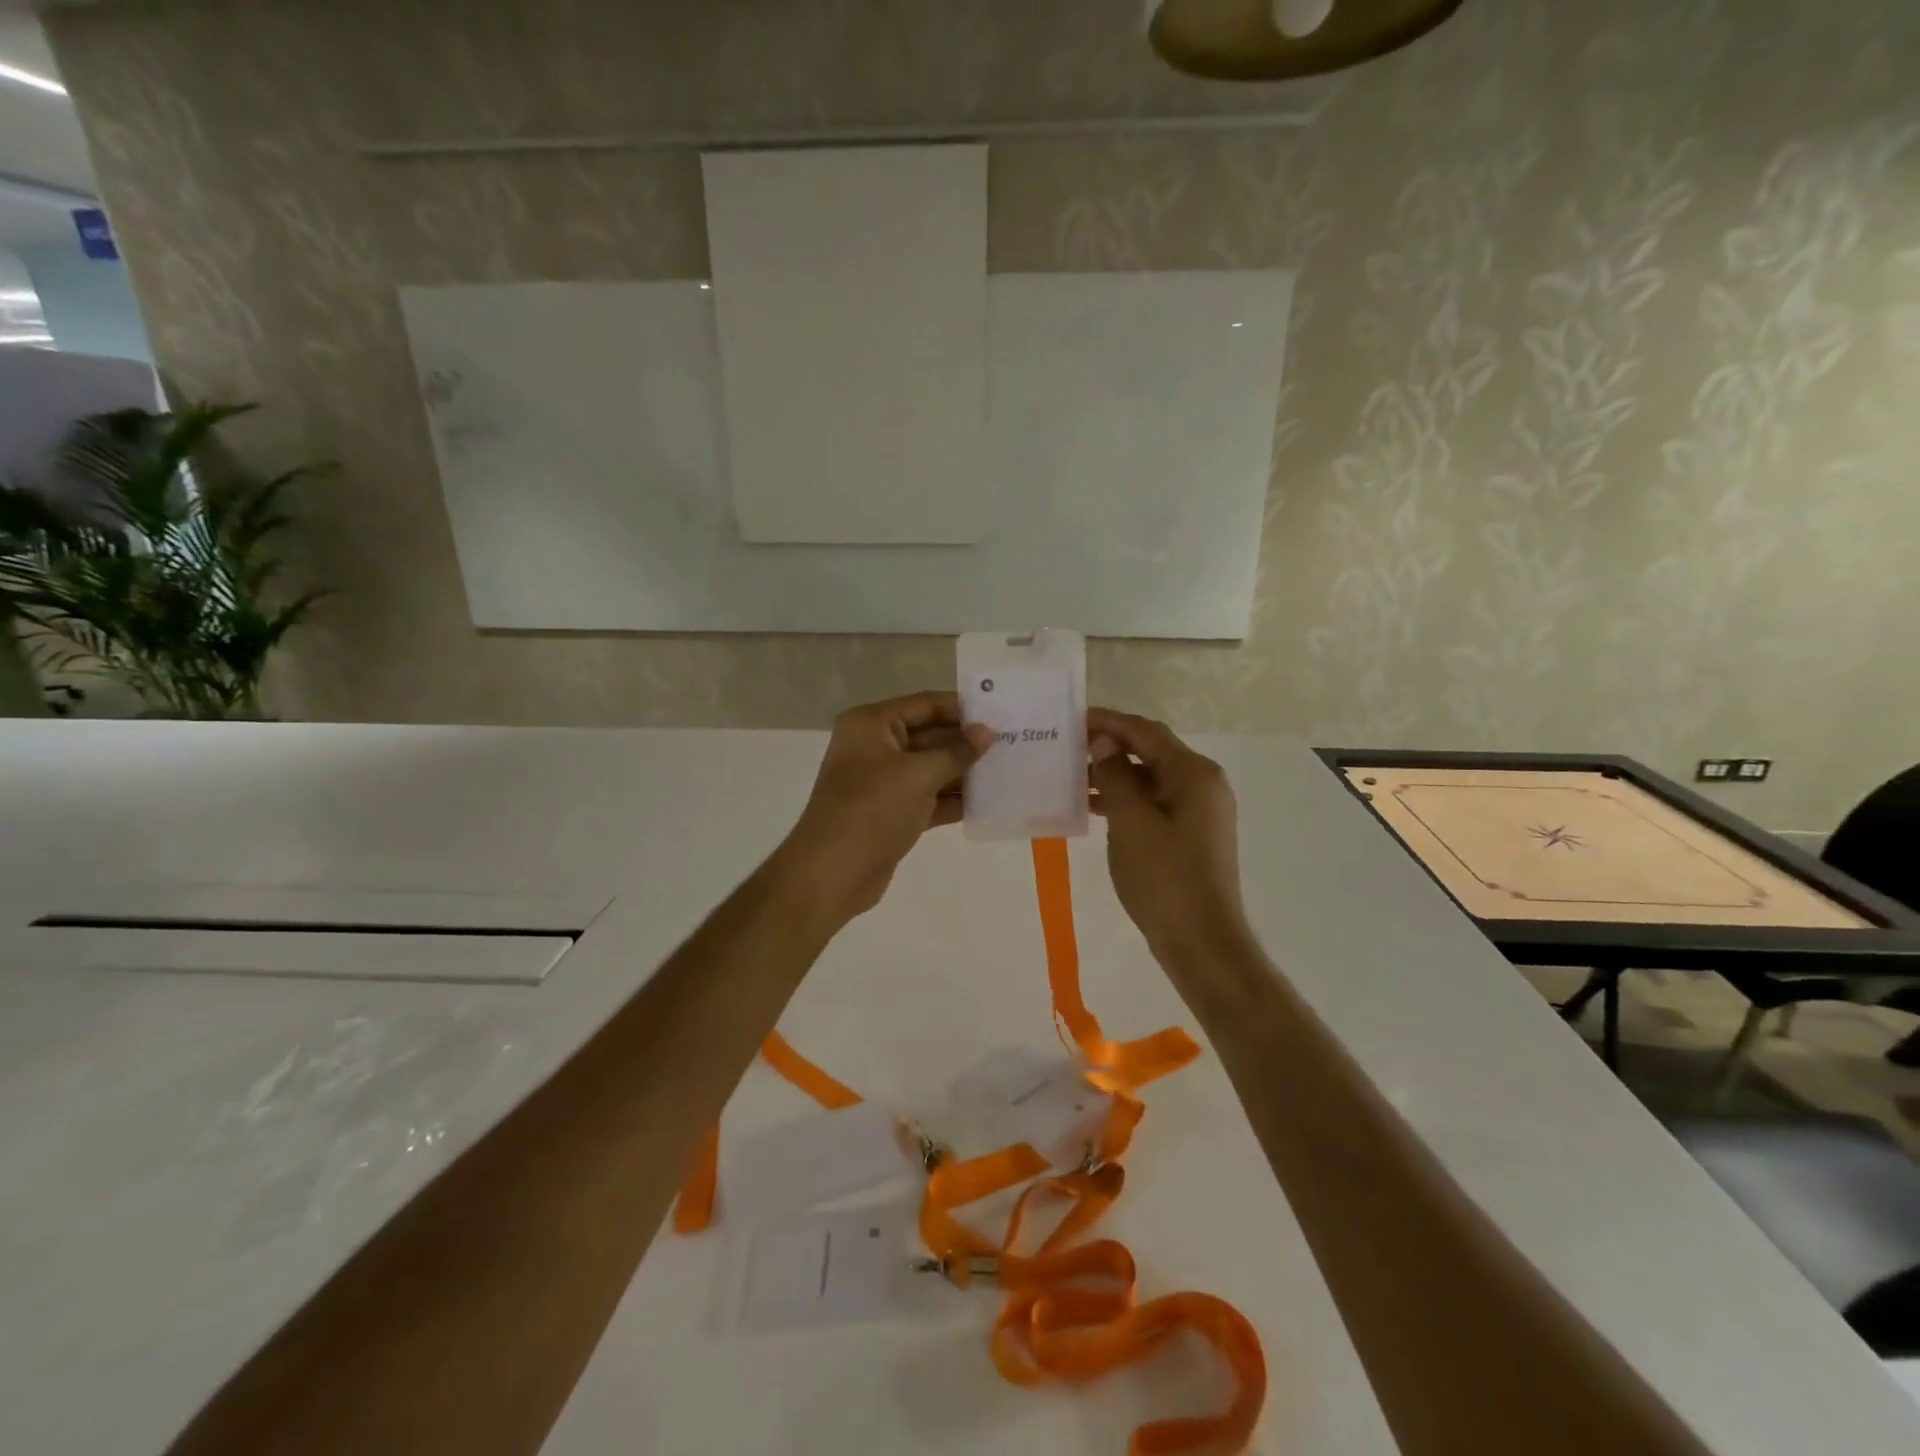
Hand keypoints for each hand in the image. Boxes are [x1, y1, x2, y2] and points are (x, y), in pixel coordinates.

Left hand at [771, 692, 993, 926]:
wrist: (832, 874)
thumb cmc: (871, 810)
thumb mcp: (917, 775)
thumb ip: (956, 752)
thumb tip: (988, 733)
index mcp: (872, 725)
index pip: (925, 705)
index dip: (962, 709)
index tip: (1001, 714)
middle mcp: (877, 747)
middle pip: (931, 735)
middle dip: (968, 742)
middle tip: (1014, 743)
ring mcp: (885, 782)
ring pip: (933, 768)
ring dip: (966, 772)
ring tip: (1010, 770)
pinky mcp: (894, 813)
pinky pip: (930, 797)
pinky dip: (955, 800)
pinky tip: (990, 801)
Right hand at [1087, 708, 1251, 970]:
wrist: (1200, 940)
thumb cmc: (1164, 878)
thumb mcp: (1131, 822)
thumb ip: (1116, 776)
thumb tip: (1105, 742)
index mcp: (1193, 774)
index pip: (1146, 732)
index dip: (1109, 721)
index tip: (1073, 717)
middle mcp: (1202, 784)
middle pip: (1150, 751)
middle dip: (1109, 746)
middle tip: (1068, 746)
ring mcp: (1199, 810)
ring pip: (1150, 778)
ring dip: (1114, 774)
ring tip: (1072, 777)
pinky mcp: (1190, 833)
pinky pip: (1153, 802)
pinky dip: (1125, 799)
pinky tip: (1094, 807)